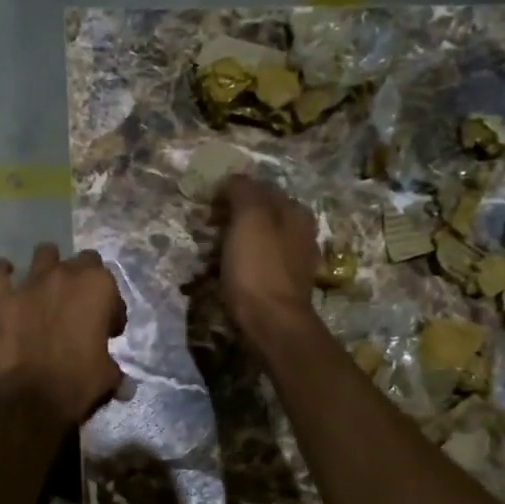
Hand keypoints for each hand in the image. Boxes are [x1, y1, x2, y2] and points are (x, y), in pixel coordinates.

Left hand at [0, 244, 126, 426]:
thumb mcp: (107, 376)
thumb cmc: (78, 382)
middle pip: (83, 260)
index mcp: (99, 288)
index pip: (112, 287)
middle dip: (84, 279)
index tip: (108, 329)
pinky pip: (0, 271)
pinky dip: (4, 272)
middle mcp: (67, 275)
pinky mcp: (4, 297)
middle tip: (80, 306)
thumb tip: (125, 385)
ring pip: (45, 253)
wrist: (33, 397)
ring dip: (49, 266)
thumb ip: (115, 370)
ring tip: (48, 286)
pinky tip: (7, 277)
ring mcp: (33, 283)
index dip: (111, 308)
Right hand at [218, 175, 320, 336]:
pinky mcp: (281, 287)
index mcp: (295, 212)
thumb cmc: (258, 268)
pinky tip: (223, 275)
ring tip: (208, 255)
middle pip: (259, 216)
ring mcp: (293, 262)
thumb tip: (235, 179)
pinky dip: (238, 266)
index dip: (232, 193)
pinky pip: (255, 266)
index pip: (261, 189)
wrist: (271, 324)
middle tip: (204, 230)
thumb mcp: (249, 218)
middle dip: (231, 219)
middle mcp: (300, 233)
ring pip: (256, 241)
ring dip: (232, 244)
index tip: (207, 205)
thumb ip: (243, 191)